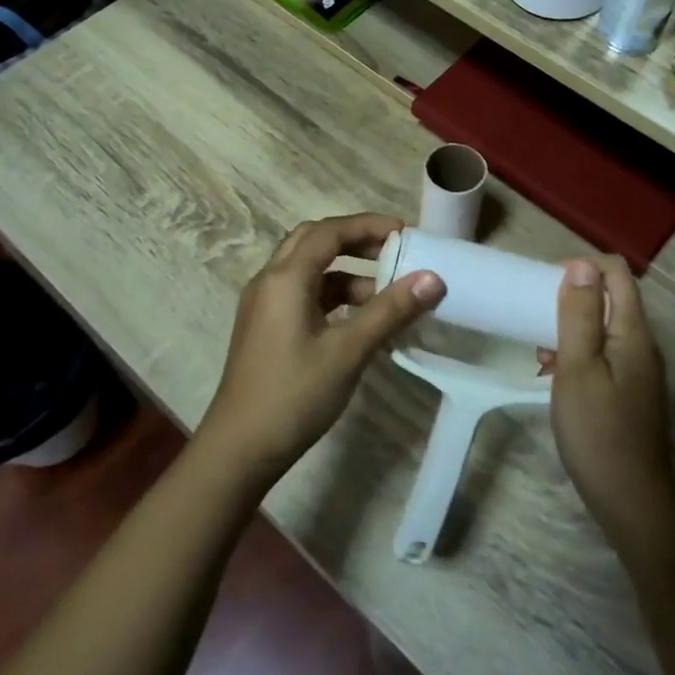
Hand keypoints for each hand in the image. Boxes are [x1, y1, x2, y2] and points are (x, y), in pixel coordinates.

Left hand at [197, 213, 442, 484]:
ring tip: (385, 294)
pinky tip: (358, 320)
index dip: (369, 226)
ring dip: (346, 272)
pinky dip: (332, 295)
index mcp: (285, 278)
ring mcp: (264, 304)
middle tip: (394, 253)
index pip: (329, 232)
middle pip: (314, 241)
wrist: (241, 448)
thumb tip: (433, 278)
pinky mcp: (265, 327)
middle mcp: (269, 281)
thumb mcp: (349, 351)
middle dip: (356, 241)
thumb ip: (391, 311)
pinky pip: (302, 293)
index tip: (406, 234)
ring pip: (308, 269)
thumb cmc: (295, 394)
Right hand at [538, 257, 674, 552]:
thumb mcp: (578, 368)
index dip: (583, 267)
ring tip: (540, 347)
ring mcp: (639, 369)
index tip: (546, 284)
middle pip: (612, 297)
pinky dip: (578, 351)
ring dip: (571, 325)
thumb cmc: (598, 431)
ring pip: (605, 327)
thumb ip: (579, 315)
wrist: (630, 501)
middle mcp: (643, 344)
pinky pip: (604, 352)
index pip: (617, 273)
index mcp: (634, 333)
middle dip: (573, 296)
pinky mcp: (630, 391)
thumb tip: (581, 265)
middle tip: (536, 314)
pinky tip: (554, 371)